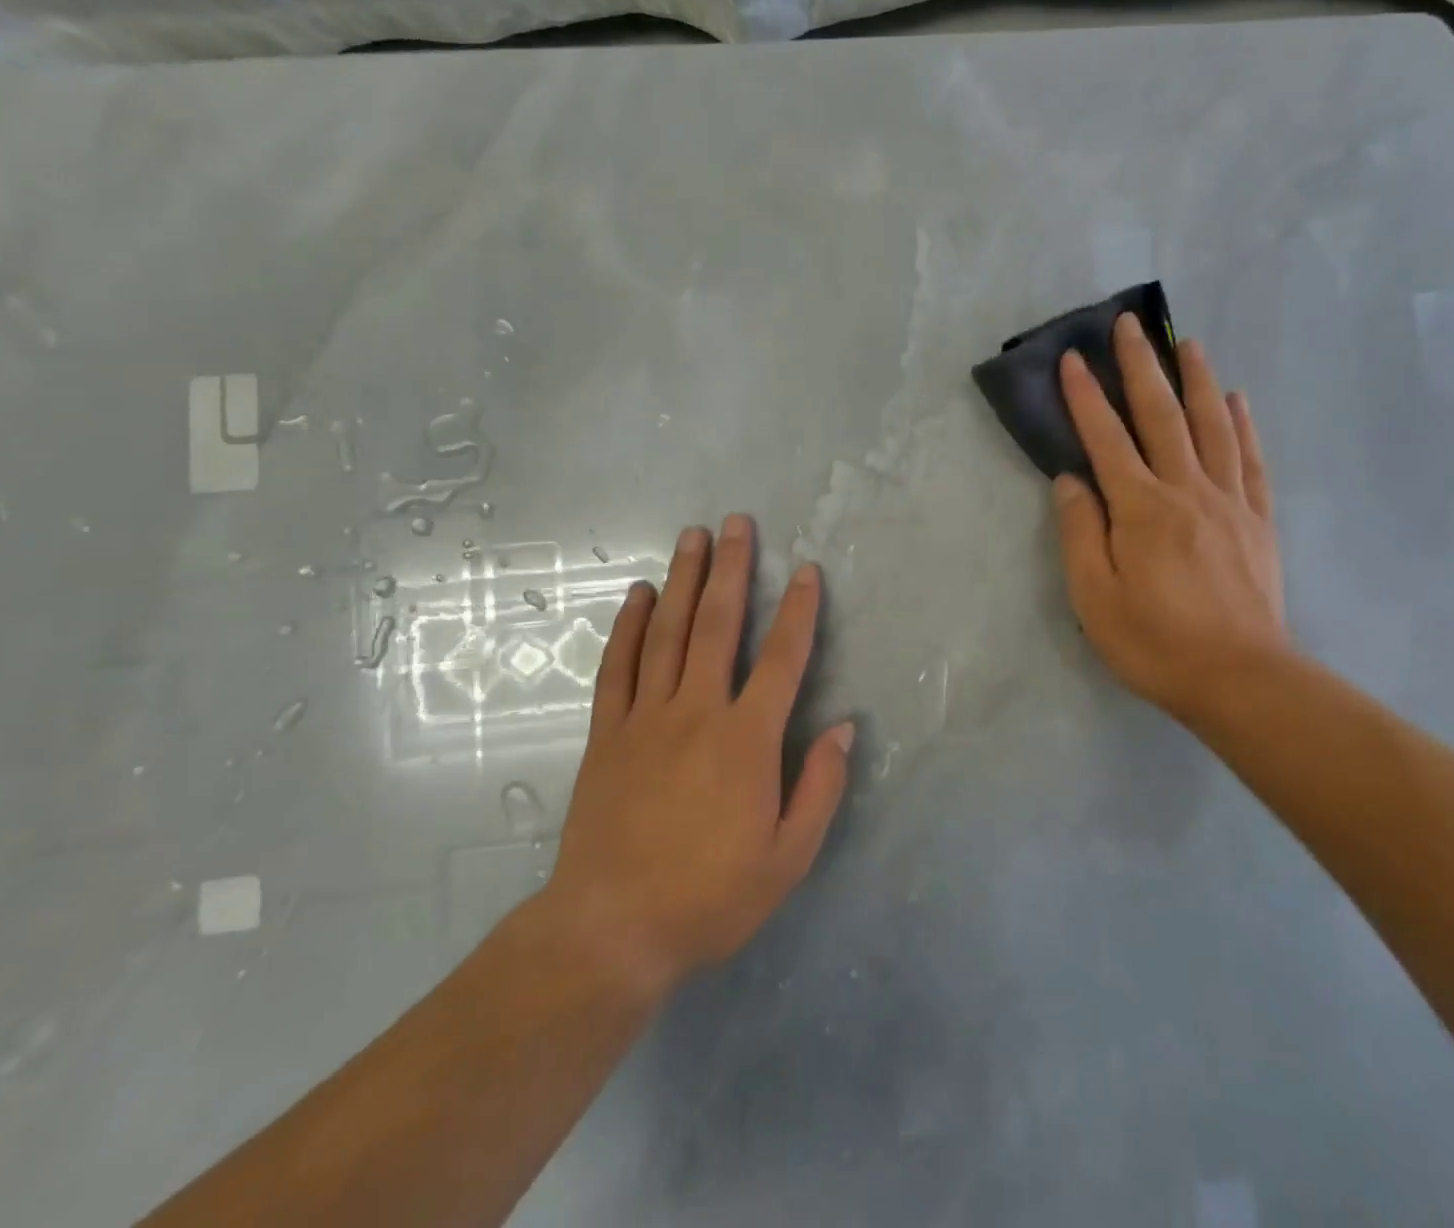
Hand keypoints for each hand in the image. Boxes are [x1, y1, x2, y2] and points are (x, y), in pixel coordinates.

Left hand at [540, 516, 850, 997]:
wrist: (611, 931)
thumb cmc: (710, 897)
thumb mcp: (788, 858)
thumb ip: (820, 787)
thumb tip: (845, 727)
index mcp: (747, 740)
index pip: (782, 659)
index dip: (798, 611)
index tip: (805, 570)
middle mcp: (698, 712)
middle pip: (718, 625)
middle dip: (731, 569)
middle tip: (736, 522)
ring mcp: (647, 718)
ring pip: (667, 633)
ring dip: (683, 580)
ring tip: (692, 536)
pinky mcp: (608, 734)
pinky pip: (619, 667)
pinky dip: (628, 626)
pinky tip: (637, 595)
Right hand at [1053, 314, 1289, 729]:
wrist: (1240, 680)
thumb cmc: (1155, 643)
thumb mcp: (1094, 597)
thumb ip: (1080, 533)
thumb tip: (1071, 481)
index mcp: (1141, 509)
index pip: (1106, 439)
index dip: (1086, 397)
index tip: (1073, 358)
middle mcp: (1186, 491)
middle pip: (1161, 416)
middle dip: (1141, 367)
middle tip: (1129, 324)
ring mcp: (1229, 502)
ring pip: (1212, 426)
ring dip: (1197, 380)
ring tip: (1186, 342)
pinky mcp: (1257, 520)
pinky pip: (1251, 460)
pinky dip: (1242, 424)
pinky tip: (1237, 400)